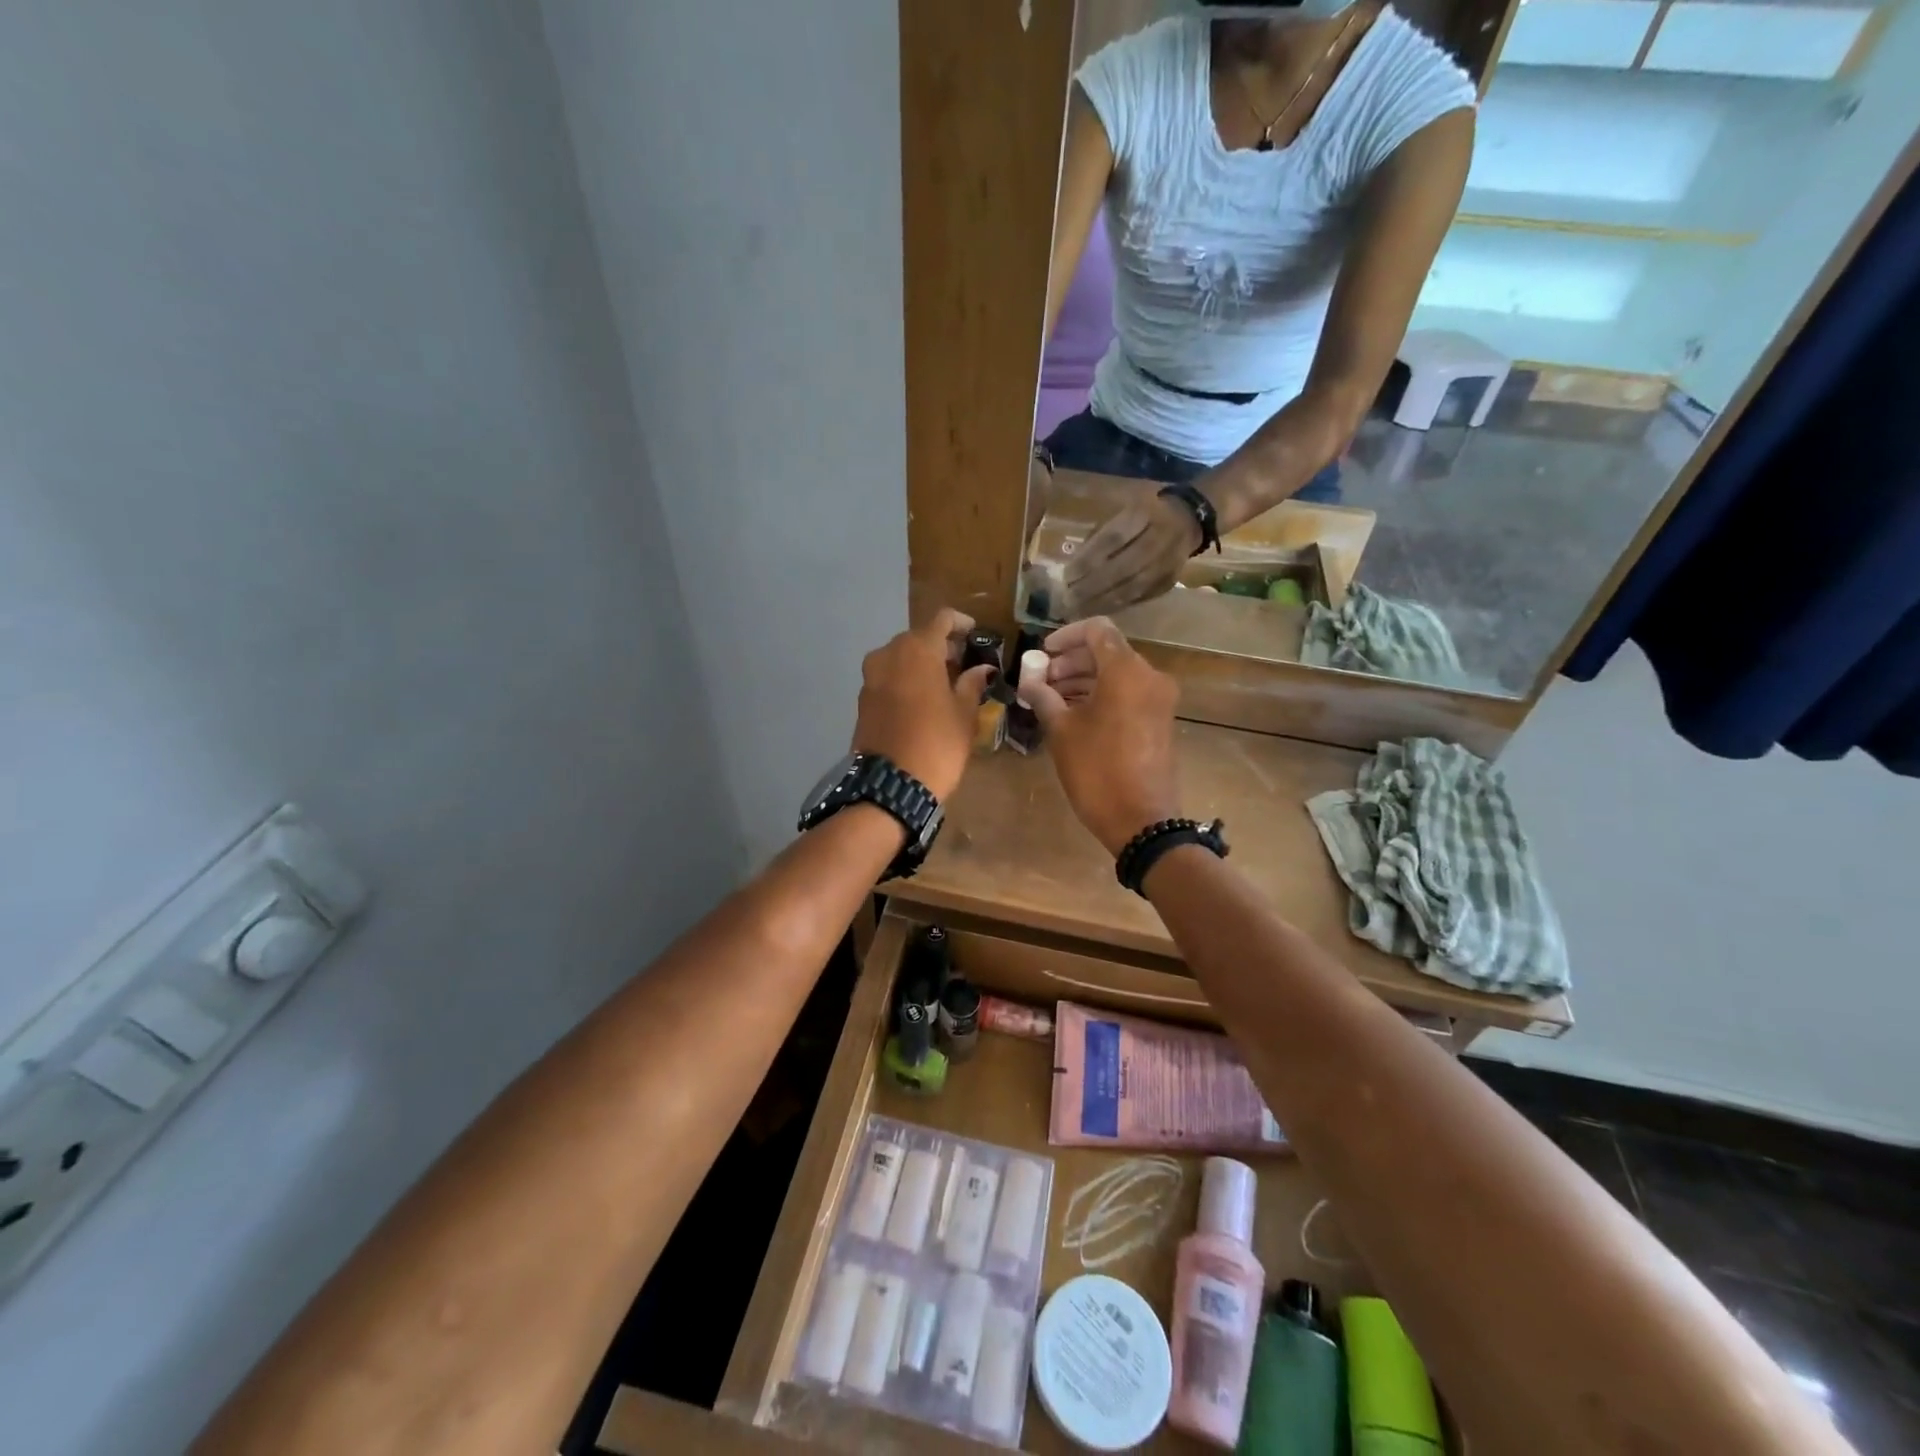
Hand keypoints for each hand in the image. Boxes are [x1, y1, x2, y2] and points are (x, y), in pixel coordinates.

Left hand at [852, 608, 995, 803]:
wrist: (891, 786)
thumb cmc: (937, 744)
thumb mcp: (964, 714)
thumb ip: (972, 684)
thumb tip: (982, 669)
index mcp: (918, 650)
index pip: (942, 619)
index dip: (961, 623)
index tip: (975, 633)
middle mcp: (889, 654)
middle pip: (918, 637)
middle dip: (941, 646)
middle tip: (963, 663)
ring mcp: (871, 676)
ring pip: (901, 657)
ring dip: (922, 663)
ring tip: (944, 683)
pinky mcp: (862, 698)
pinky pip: (888, 677)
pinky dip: (905, 679)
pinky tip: (922, 699)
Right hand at [1017, 618, 1181, 854]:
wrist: (1141, 820)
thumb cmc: (1096, 770)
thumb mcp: (1061, 731)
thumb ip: (1043, 695)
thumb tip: (1029, 677)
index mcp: (1126, 671)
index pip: (1097, 630)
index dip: (1065, 636)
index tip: (1042, 655)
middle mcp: (1149, 676)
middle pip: (1107, 651)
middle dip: (1071, 661)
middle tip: (1041, 680)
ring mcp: (1159, 699)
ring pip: (1117, 673)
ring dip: (1084, 679)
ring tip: (1051, 699)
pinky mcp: (1160, 719)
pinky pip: (1128, 693)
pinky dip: (1101, 694)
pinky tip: (1074, 713)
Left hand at [1062, 490, 1201, 616]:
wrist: (1188, 519)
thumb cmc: (1143, 514)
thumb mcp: (1122, 511)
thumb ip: (1100, 535)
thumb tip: (1073, 566)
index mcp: (1143, 514)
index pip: (1112, 539)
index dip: (1089, 559)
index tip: (1067, 575)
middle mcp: (1158, 538)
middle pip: (1122, 567)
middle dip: (1092, 586)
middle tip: (1068, 599)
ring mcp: (1167, 563)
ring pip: (1132, 587)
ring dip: (1102, 601)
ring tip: (1078, 610)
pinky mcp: (1169, 581)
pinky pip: (1140, 597)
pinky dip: (1117, 605)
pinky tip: (1098, 611)